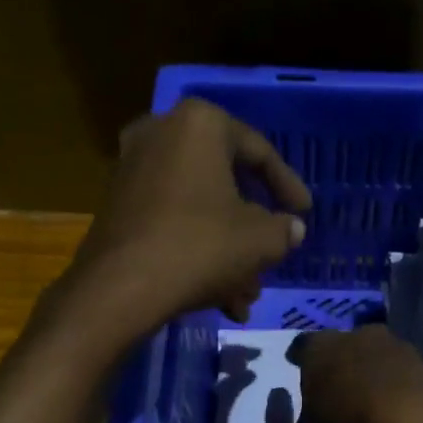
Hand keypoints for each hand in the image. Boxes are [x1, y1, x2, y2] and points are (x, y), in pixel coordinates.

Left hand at [66, 98, 311, 332]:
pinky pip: (172, 223)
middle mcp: (161, 134)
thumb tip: (292, 229)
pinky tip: (218, 298)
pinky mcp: (118, 207)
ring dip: (228, 252)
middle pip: (225, 183)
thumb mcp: (260, 241)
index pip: (258, 151)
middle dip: (252, 229)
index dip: (288, 186)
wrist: (122, 287)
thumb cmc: (200, 247)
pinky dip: (197, 253)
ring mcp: (133, 170)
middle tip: (273, 254)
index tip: (304, 212)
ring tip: (246, 295)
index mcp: (200, 124)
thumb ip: (283, 230)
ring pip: (199, 210)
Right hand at [289, 325, 422, 422]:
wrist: (414, 418)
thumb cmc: (349, 421)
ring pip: (375, 354)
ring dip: (372, 370)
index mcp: (319, 347)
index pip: (302, 347)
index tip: (300, 370)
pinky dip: (396, 383)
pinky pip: (400, 371)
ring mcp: (393, 343)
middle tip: (338, 386)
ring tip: (369, 397)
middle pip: (343, 345)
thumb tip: (304, 421)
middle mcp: (354, 334)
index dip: (301, 360)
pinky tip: (395, 404)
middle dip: (340, 362)